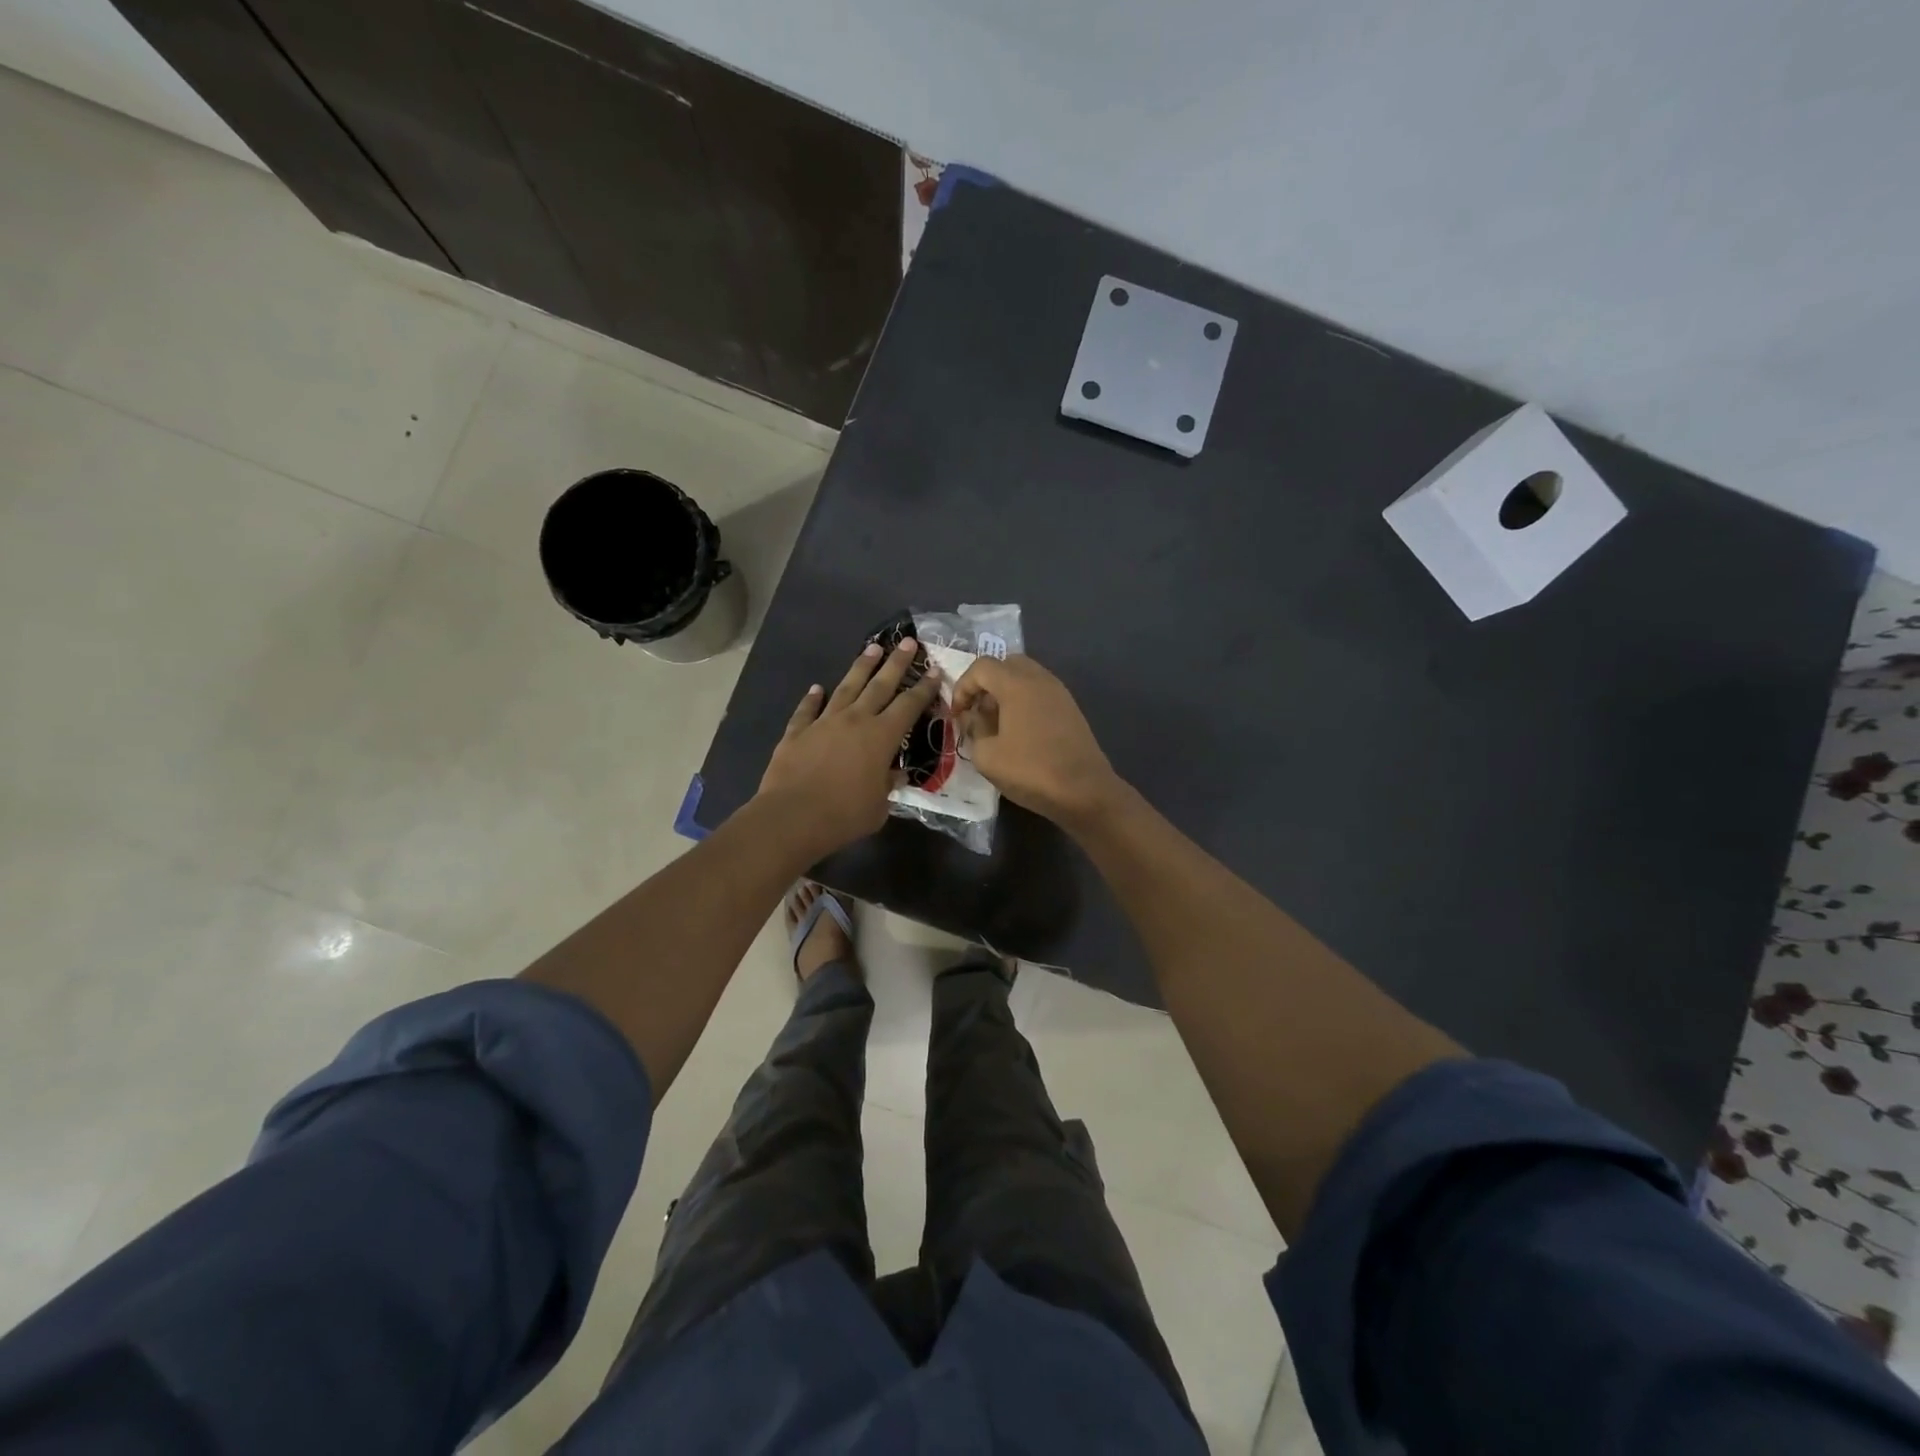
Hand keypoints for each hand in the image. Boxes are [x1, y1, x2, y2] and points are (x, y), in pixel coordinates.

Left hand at [757, 640, 939, 858]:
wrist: (793, 816)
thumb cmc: (844, 815)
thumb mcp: (879, 806)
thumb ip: (888, 785)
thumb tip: (894, 774)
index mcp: (881, 737)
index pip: (909, 706)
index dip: (924, 688)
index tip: (934, 670)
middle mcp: (855, 720)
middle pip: (880, 685)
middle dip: (896, 663)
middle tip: (907, 641)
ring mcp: (824, 722)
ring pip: (846, 687)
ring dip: (861, 667)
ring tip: (872, 648)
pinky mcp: (797, 732)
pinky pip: (807, 710)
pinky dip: (812, 698)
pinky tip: (817, 688)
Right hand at [951, 655, 1121, 828]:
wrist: (1084, 791)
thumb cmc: (1030, 771)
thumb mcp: (987, 756)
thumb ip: (974, 729)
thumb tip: (974, 717)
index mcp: (1016, 684)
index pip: (981, 667)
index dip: (963, 686)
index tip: (957, 714)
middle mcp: (1040, 679)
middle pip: (1006, 664)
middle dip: (986, 684)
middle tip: (977, 711)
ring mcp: (1059, 692)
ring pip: (1026, 677)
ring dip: (1006, 692)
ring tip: (996, 722)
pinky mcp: (1070, 708)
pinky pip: (1040, 692)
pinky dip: (1024, 701)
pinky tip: (1019, 730)